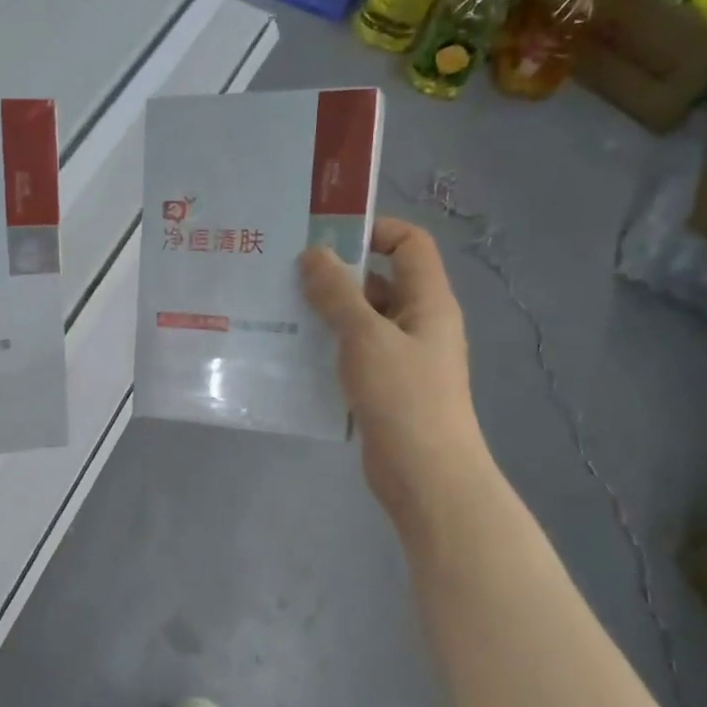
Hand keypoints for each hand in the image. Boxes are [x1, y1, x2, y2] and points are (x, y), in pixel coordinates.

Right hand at [299, 217, 483, 519]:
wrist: (425, 476)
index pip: (410, 244)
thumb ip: (338, 294)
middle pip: (380, 281)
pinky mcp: (384, 388)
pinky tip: (291, 353)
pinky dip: (327, 348)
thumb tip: (314, 255)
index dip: (374, 230)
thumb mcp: (366, 337)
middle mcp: (419, 323)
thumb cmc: (403, 397)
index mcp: (428, 301)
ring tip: (279, 310)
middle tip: (286, 273)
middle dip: (337, 274)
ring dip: (326, 313)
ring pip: (362, 321)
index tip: (326, 237)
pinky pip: (353, 354)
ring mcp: (402, 358)